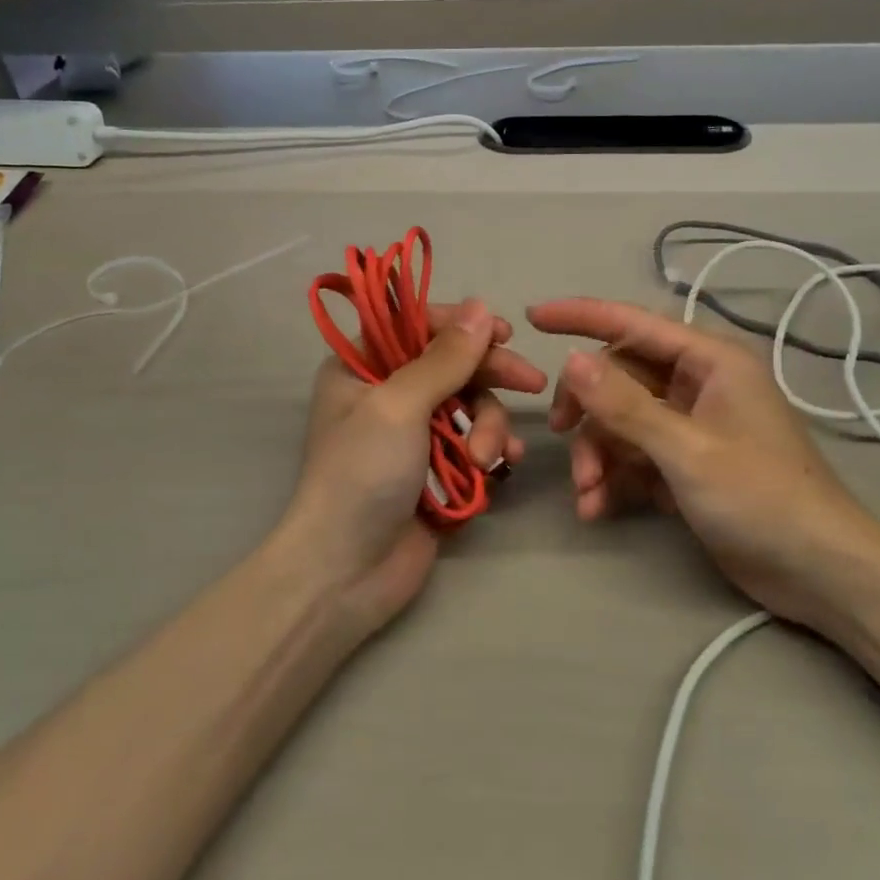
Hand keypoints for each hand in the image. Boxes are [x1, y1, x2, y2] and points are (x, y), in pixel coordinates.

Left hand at [273, 300, 547, 635]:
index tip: (505, 333)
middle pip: (452, 365)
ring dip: (489, 426)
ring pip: (470, 406)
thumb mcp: (400, 406)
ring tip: (487, 459)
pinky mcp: (436, 469)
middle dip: (491, 377)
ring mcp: (413, 433)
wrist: (346, 572)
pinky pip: (475, 442)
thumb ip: (445, 358)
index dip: (462, 326)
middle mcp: (386, 392)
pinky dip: (492, 449)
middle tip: (533, 383)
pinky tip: (504, 466)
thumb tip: (481, 307)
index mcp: (362, 367)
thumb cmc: (362, 475)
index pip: (417, 326)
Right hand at [527, 298, 879, 625]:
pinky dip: (613, 477)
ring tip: (587, 494)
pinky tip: (597, 508)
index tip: (534, 317)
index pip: (634, 323)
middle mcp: (698, 383)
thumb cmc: (762, 498)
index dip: (582, 316)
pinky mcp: (686, 463)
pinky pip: (635, 454)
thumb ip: (626, 405)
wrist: (820, 574)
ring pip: (622, 419)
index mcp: (710, 360)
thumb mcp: (687, 450)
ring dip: (597, 453)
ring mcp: (691, 425)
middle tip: (560, 436)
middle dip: (588, 410)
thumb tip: (570, 359)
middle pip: (621, 375)